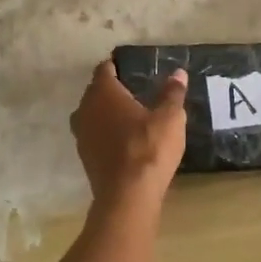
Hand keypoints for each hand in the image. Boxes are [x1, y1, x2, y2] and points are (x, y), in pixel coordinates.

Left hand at [71, 61, 188, 212]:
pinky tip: (123, 140)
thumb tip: (178, 73)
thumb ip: (172, 93)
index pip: (105, 69)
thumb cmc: (149, 147)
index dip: (117, 65)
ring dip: (107, 112)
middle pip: (96, 91)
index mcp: (103, 92)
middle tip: (134, 89)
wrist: (127, 196)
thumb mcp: (169, 118)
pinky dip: (106, 132)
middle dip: (112, 89)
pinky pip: (94, 134)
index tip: (130, 66)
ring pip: (92, 114)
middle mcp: (85, 108)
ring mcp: (82, 134)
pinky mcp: (85, 156)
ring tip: (129, 115)